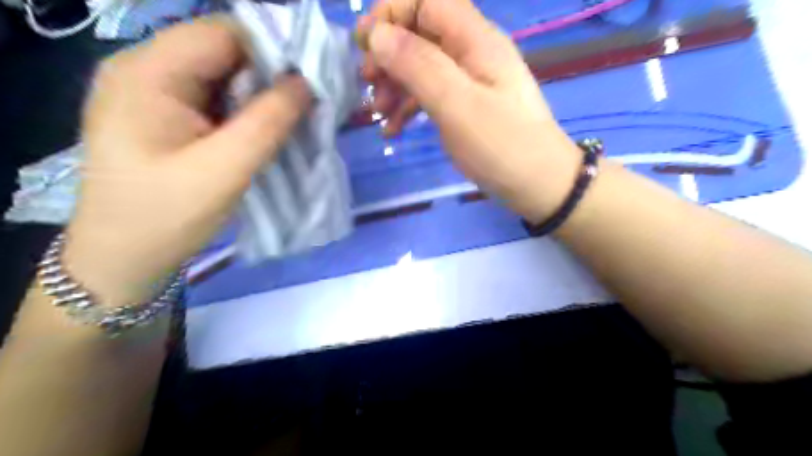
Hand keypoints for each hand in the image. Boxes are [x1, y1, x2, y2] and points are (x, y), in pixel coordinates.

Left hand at [61, 18, 310, 305]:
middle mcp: (147, 71)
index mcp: (148, 73)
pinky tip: (268, 128)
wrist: (124, 259)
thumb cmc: (167, 216)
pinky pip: (218, 99)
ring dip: (263, 94)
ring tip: (296, 117)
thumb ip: (268, 122)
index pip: (223, 33)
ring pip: (225, 76)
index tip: (315, 77)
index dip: (274, 47)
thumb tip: (308, 83)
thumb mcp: (225, 169)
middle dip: (272, 73)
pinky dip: (248, 109)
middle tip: (311, 102)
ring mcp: (156, 94)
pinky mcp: (168, 116)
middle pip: (224, 51)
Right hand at [359, 0, 580, 222]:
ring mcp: (469, 81)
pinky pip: (430, 94)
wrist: (539, 185)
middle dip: (388, 55)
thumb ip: (418, 66)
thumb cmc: (502, 145)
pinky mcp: (466, 106)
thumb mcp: (458, 105)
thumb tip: (376, 35)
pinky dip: (408, 107)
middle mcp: (472, 52)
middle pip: (420, 33)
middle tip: (367, 84)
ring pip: (422, 66)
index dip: (391, 14)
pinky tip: (393, 129)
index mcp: (475, 39)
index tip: (364, 45)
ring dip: (394, 84)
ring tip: (379, 114)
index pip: (426, 0)